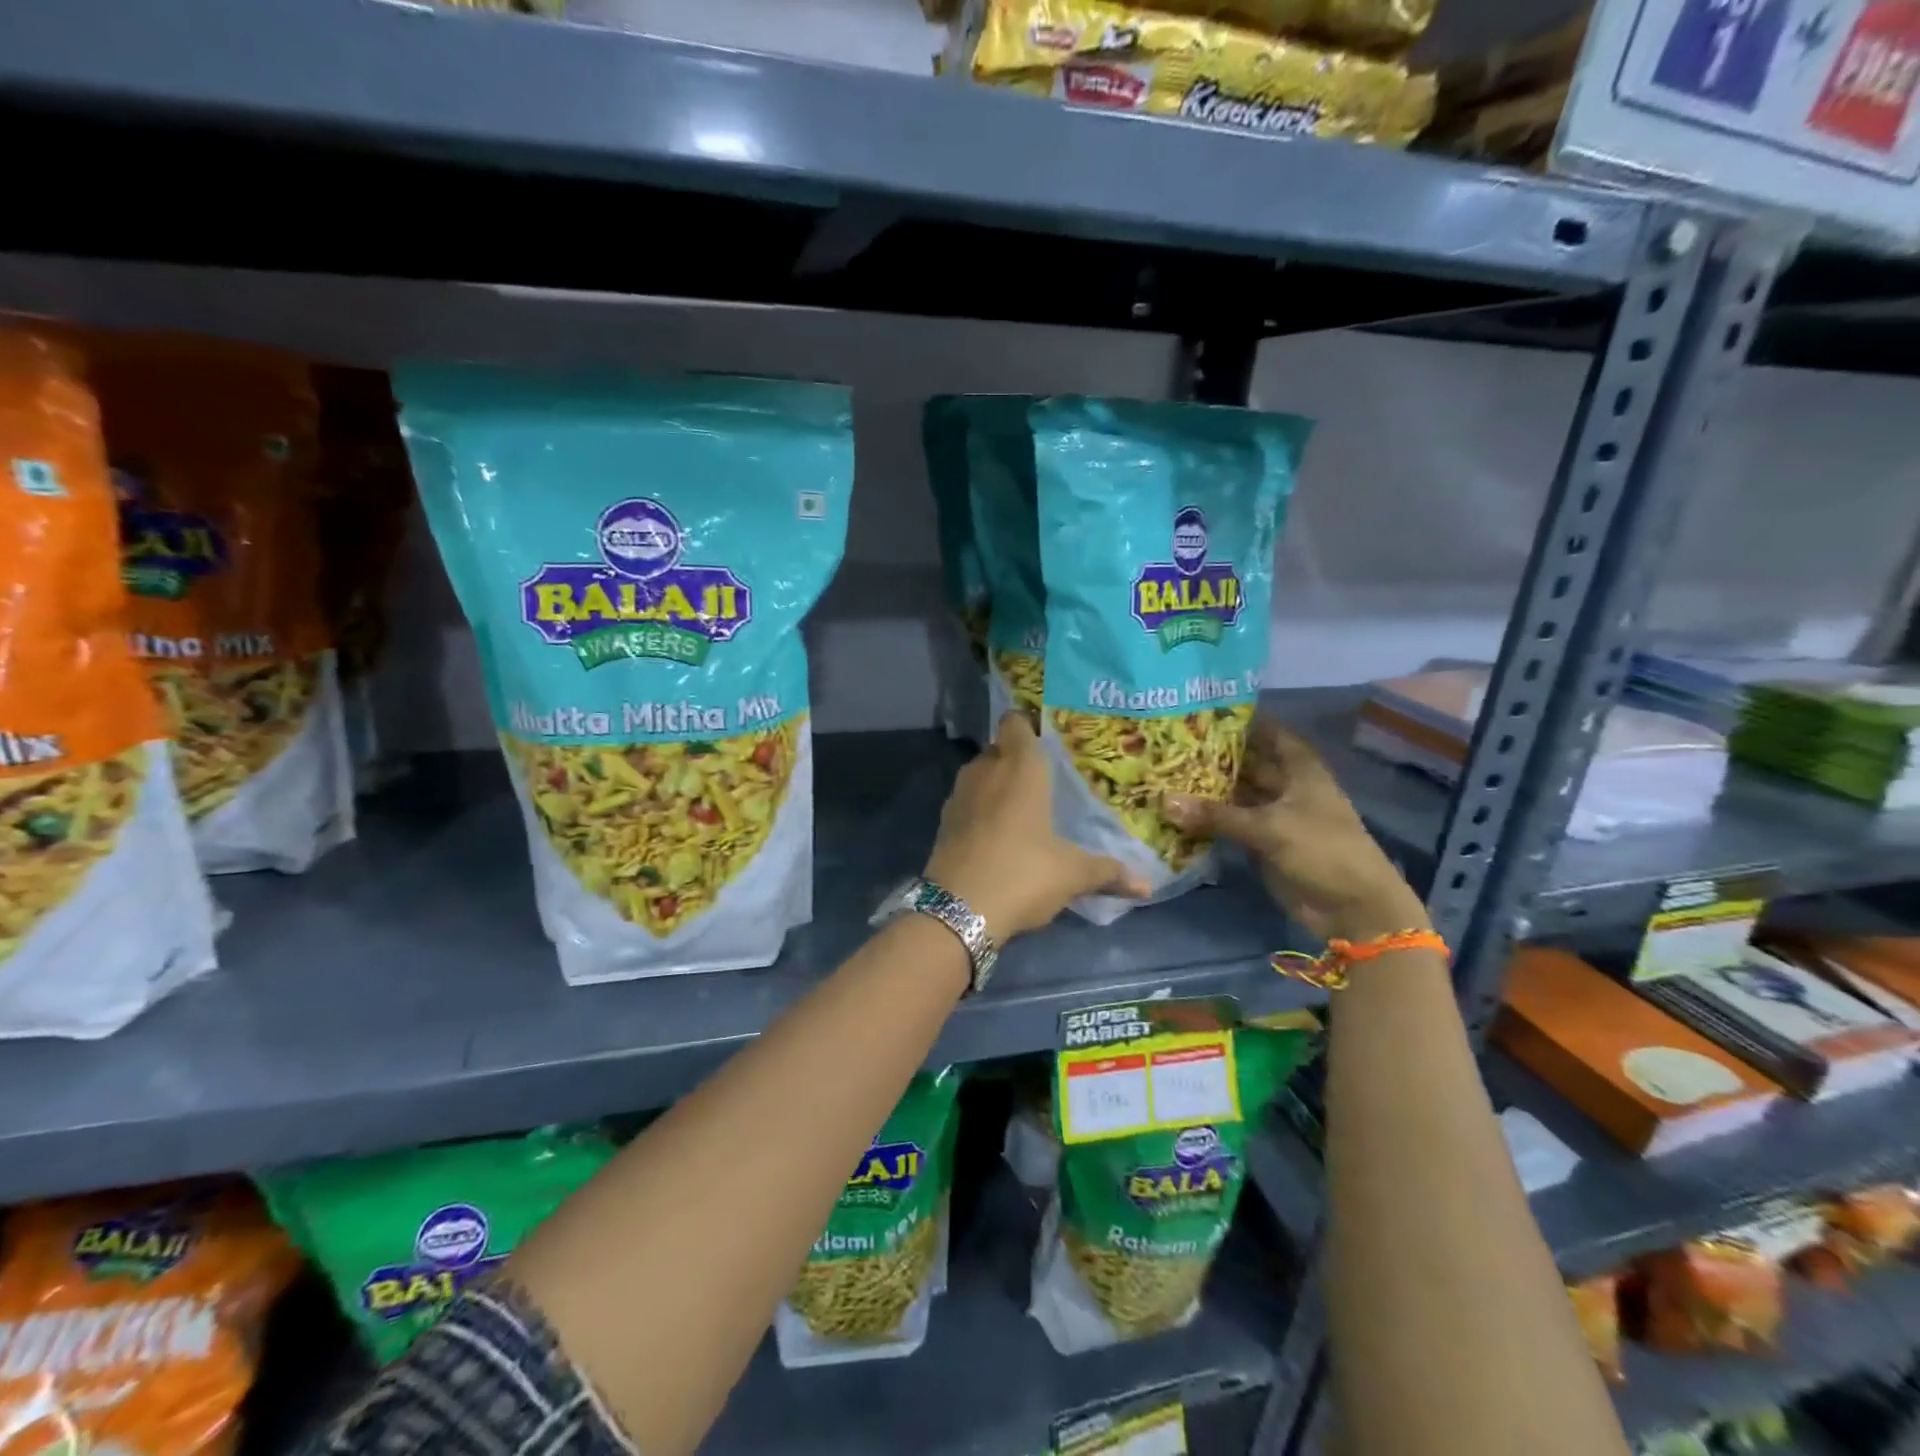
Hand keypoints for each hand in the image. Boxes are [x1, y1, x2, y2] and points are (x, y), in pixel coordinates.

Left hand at [925, 713, 1148, 941]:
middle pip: (1000, 748)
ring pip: (981, 774)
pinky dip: (981, 808)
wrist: (957, 910)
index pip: (1016, 722)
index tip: (1049, 737)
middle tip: (1047, 776)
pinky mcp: (944, 822)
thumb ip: (1108, 872)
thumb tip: (1146, 886)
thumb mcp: (1072, 875)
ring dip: (998, 784)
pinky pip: (968, 801)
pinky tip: (1000, 832)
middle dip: (1018, 758)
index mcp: (1020, 767)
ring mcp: (960, 795)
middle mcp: (986, 770)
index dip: (1029, 724)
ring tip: (1025, 805)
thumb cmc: (1023, 873)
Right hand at [1162, 718, 1428, 942]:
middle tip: (1170, 743)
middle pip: (1248, 764)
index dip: (1242, 721)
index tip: (1203, 710)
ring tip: (1165, 772)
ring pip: (1237, 795)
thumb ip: (1216, 815)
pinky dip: (1209, 819)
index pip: (1269, 733)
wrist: (1352, 908)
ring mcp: (1275, 816)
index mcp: (1300, 769)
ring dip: (1208, 789)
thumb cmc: (1322, 851)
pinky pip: (1231, 824)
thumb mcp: (1269, 828)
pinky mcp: (1264, 843)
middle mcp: (1287, 786)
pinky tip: (1177, 810)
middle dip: (1215, 756)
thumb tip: (1163, 801)